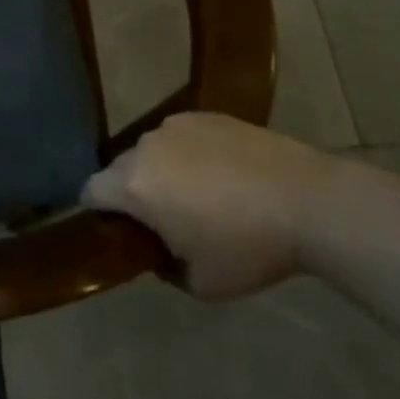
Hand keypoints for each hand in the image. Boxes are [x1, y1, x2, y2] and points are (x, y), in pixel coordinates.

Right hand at [82, 113, 339, 300]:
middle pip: (119, 168)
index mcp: (133, 186)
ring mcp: (175, 125)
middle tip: (162, 218)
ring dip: (161, 170)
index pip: (90, 191)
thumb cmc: (248, 247)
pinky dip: (190, 154)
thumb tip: (158, 252)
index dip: (96, 211)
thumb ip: (164, 267)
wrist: (309, 201)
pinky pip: (182, 136)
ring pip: (152, 150)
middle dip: (131, 190)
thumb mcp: (201, 283)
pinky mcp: (206, 115)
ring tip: (199, 194)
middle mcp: (145, 147)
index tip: (117, 229)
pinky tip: (223, 174)